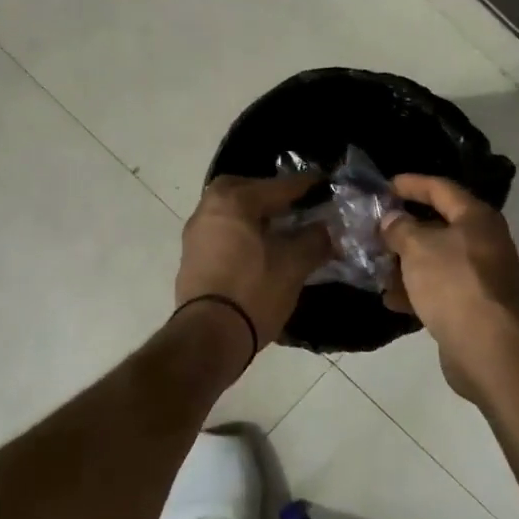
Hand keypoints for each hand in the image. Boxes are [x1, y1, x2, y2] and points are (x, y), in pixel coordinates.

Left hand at [176, 174, 332, 351]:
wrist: (209, 336)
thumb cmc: (254, 291)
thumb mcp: (294, 264)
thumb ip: (315, 239)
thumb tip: (327, 228)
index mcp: (233, 201)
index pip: (278, 186)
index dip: (306, 186)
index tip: (325, 182)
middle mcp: (208, 208)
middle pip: (243, 189)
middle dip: (269, 194)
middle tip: (293, 205)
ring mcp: (195, 234)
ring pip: (229, 211)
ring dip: (253, 214)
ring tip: (280, 228)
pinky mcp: (191, 258)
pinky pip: (221, 232)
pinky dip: (240, 232)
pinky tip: (259, 249)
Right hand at [380, 174, 518, 349]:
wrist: (487, 346)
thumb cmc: (452, 283)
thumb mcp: (417, 247)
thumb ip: (400, 228)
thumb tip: (392, 219)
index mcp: (476, 218)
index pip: (441, 189)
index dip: (412, 184)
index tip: (384, 186)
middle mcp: (483, 242)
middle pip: (439, 226)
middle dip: (404, 228)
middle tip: (374, 227)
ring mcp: (480, 276)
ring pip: (436, 260)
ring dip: (405, 262)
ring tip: (375, 264)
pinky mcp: (472, 306)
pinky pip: (439, 289)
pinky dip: (415, 290)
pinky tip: (390, 299)